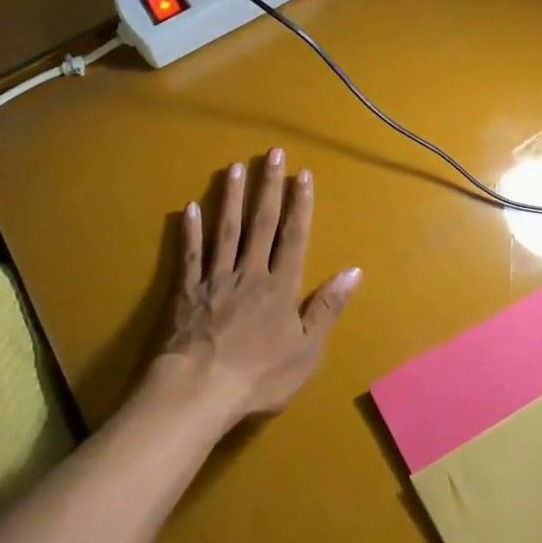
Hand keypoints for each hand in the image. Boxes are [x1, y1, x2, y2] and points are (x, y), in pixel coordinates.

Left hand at [162, 148, 361, 428]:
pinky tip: (189, 208)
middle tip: (271, 153)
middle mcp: (249, 273)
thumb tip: (353, 271)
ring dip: (231, 198)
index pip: (293, 237)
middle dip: (268, 187)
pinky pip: (190, 255)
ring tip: (235, 167)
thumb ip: (327, 307)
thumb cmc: (259, 376)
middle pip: (261, 223)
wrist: (201, 389)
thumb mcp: (307, 350)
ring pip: (225, 230)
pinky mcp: (187, 290)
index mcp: (281, 287)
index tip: (303, 174)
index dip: (300, 204)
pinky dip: (190, 231)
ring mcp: (216, 279)